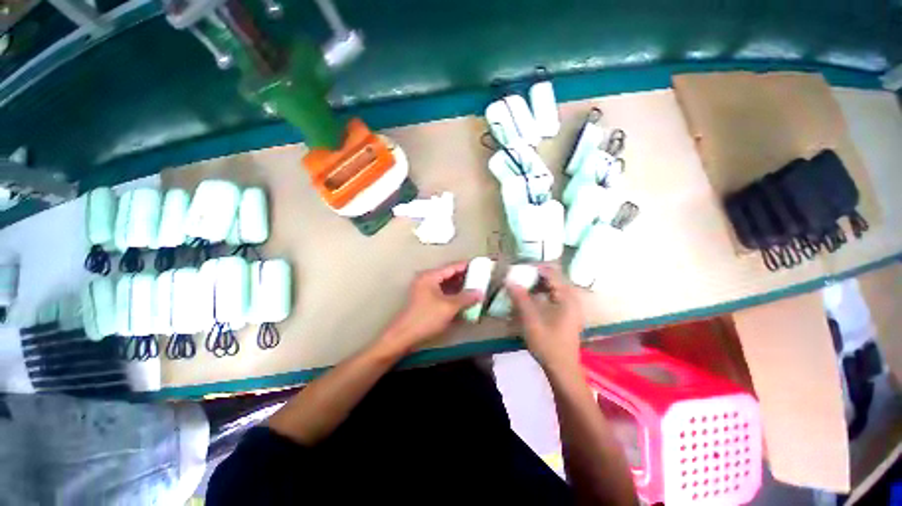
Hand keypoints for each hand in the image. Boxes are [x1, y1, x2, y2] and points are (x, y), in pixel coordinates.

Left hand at [380, 261, 483, 352]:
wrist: (405, 335)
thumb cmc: (426, 318)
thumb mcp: (449, 307)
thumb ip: (466, 298)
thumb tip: (480, 292)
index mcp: (430, 277)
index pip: (452, 267)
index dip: (467, 266)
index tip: (481, 265)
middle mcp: (426, 281)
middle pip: (449, 275)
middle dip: (465, 278)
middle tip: (481, 279)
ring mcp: (424, 292)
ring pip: (446, 286)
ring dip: (460, 289)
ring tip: (476, 290)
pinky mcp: (425, 303)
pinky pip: (442, 295)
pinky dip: (453, 297)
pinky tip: (464, 302)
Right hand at [507, 264, 583, 370]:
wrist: (562, 368)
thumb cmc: (548, 345)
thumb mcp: (531, 322)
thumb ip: (521, 300)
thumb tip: (510, 280)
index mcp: (567, 297)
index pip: (552, 273)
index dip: (535, 268)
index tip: (518, 268)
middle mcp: (573, 299)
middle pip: (555, 279)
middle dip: (537, 277)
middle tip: (519, 277)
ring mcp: (574, 308)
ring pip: (556, 289)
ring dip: (541, 287)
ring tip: (523, 288)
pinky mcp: (570, 317)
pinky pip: (558, 298)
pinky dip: (546, 296)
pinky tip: (534, 302)